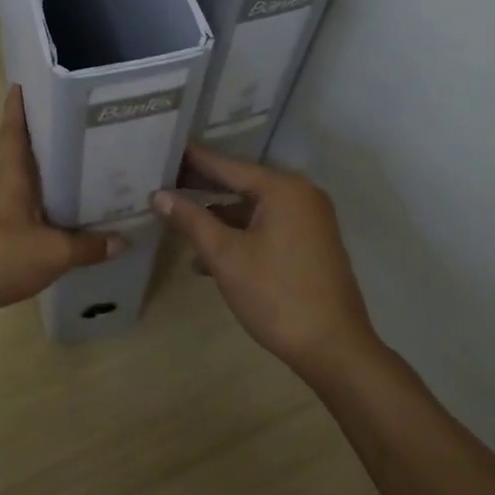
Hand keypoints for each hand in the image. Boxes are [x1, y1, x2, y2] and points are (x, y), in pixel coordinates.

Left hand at [0, 86, 122, 332]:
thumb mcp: (51, 253)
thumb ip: (87, 247)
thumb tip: (122, 241)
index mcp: (9, 178)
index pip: (14, 133)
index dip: (17, 108)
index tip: (20, 84)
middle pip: (18, 161)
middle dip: (42, 148)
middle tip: (74, 138)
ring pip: (17, 192)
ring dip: (38, 187)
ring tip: (72, 187)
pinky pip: (11, 220)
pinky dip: (31, 218)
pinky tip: (49, 232)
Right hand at [155, 145, 376, 375]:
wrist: (334, 349)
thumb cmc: (276, 295)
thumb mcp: (226, 256)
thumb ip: (192, 220)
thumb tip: (159, 195)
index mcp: (283, 188)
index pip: (227, 165)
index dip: (193, 158)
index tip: (165, 146)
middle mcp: (300, 194)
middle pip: (241, 183)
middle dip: (203, 187)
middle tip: (163, 179)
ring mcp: (309, 219)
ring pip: (253, 208)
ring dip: (218, 216)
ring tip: (177, 218)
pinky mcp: (311, 243)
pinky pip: (267, 226)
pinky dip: (239, 234)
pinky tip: (207, 254)